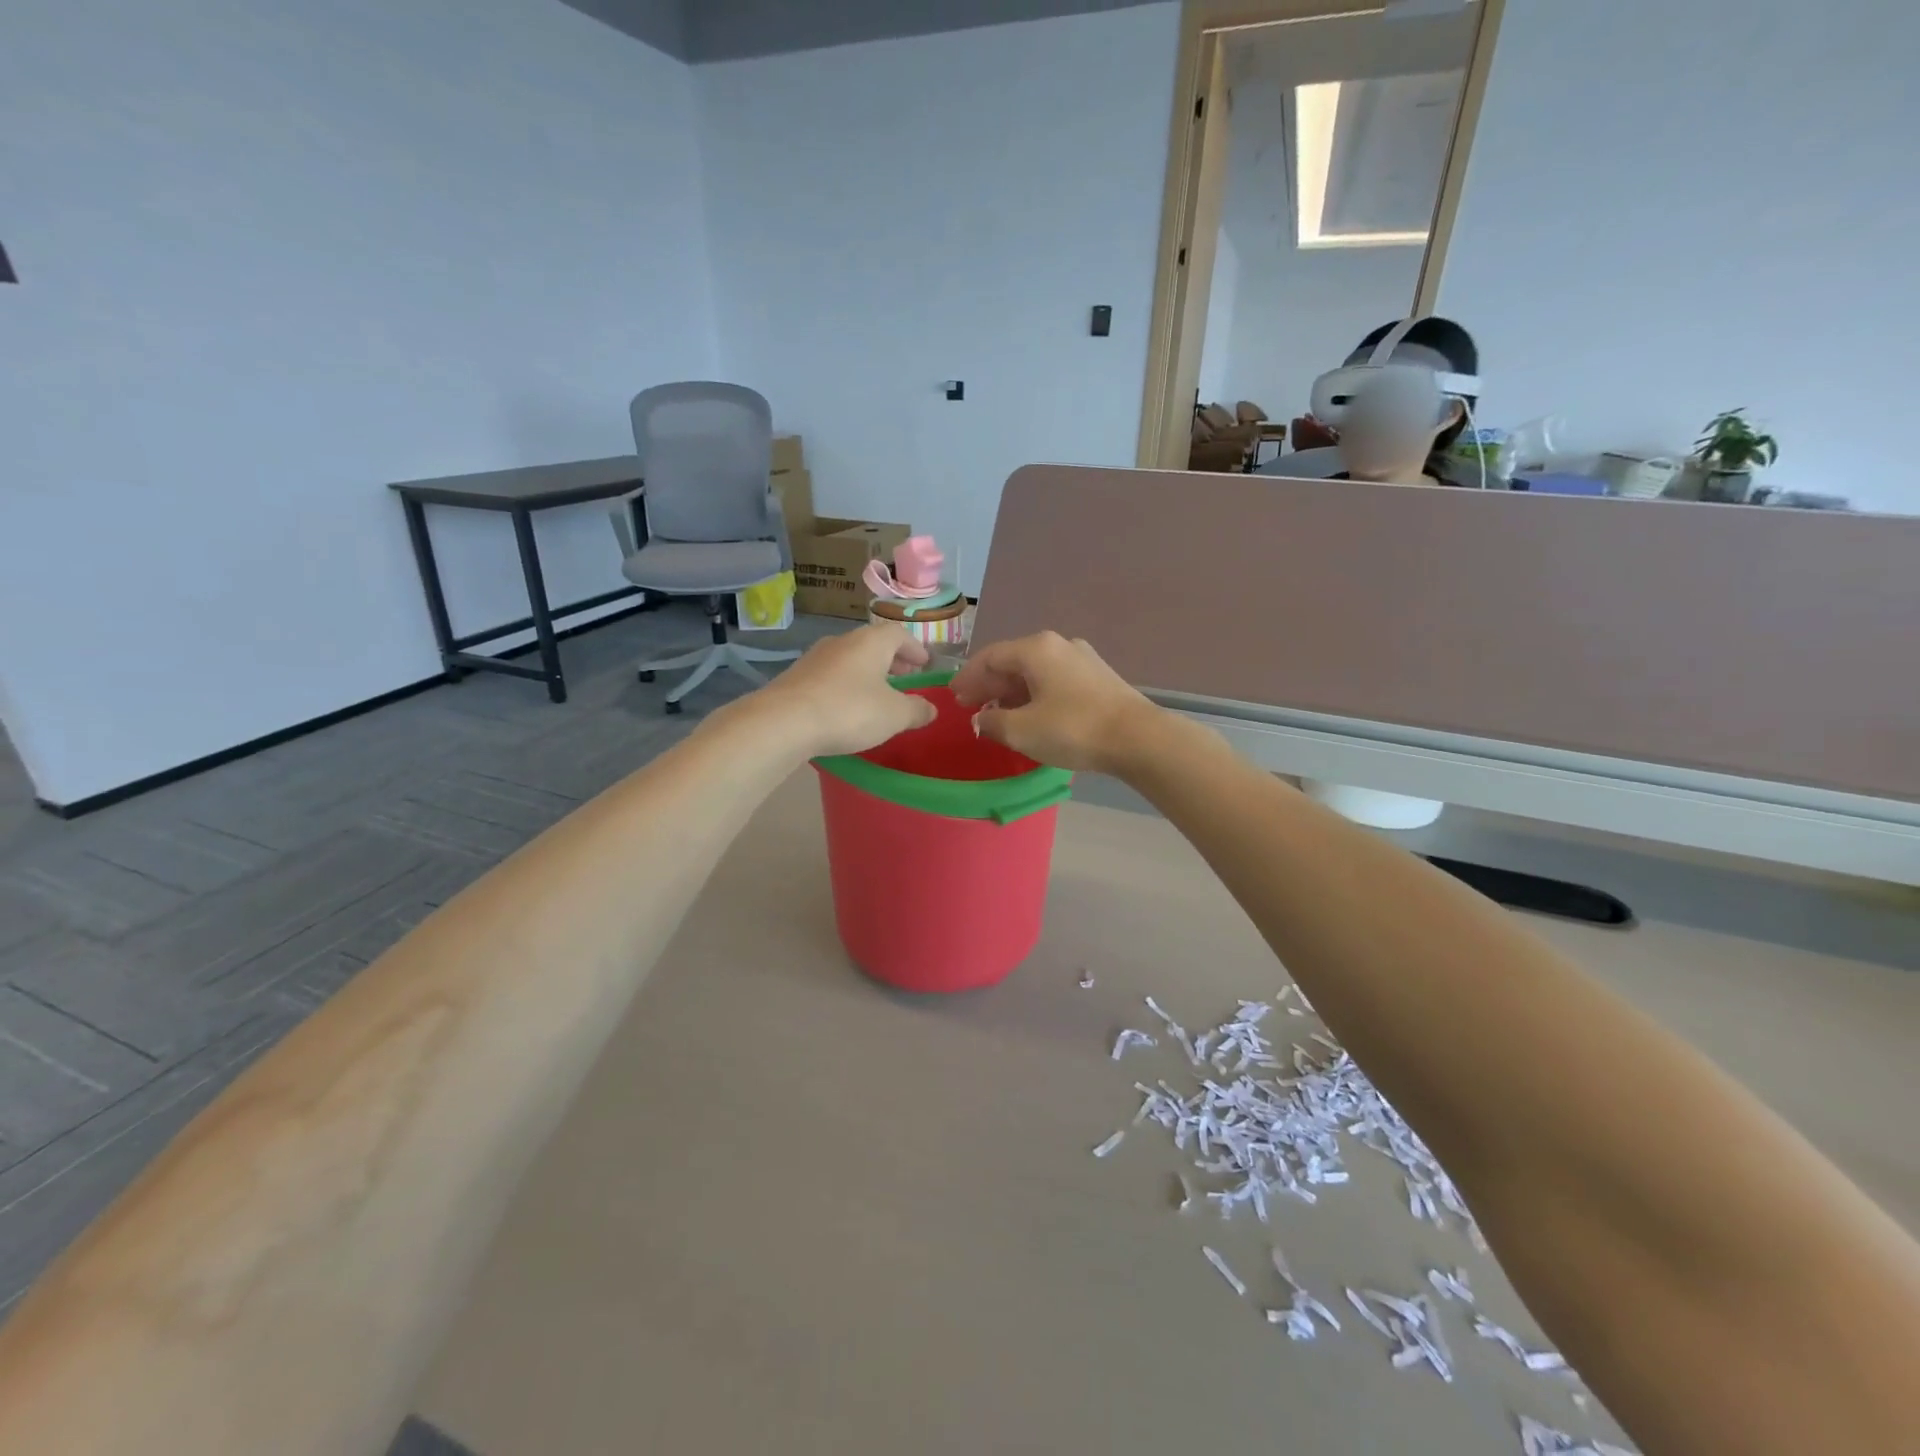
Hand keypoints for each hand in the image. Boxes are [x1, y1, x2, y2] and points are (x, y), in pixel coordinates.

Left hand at [756, 624, 937, 756]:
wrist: (783, 722)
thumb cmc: (849, 711)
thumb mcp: (894, 715)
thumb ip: (916, 710)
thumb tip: (930, 709)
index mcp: (870, 642)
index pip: (899, 634)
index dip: (914, 648)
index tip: (924, 663)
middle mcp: (842, 642)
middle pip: (872, 644)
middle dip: (891, 660)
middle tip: (904, 677)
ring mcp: (814, 658)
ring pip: (849, 659)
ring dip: (867, 673)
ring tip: (877, 694)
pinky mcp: (795, 678)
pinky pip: (830, 676)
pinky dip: (845, 686)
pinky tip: (846, 707)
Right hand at [949, 632, 1160, 773]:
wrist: (1137, 738)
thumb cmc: (1072, 729)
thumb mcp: (1022, 730)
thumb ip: (992, 723)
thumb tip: (981, 719)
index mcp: (1036, 649)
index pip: (990, 657)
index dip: (967, 677)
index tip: (953, 696)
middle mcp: (1058, 645)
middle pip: (1013, 661)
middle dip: (989, 685)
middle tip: (970, 707)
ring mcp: (1081, 659)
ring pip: (1035, 672)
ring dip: (1012, 692)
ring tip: (997, 715)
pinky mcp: (1097, 677)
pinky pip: (1054, 681)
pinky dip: (1034, 694)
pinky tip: (1031, 714)